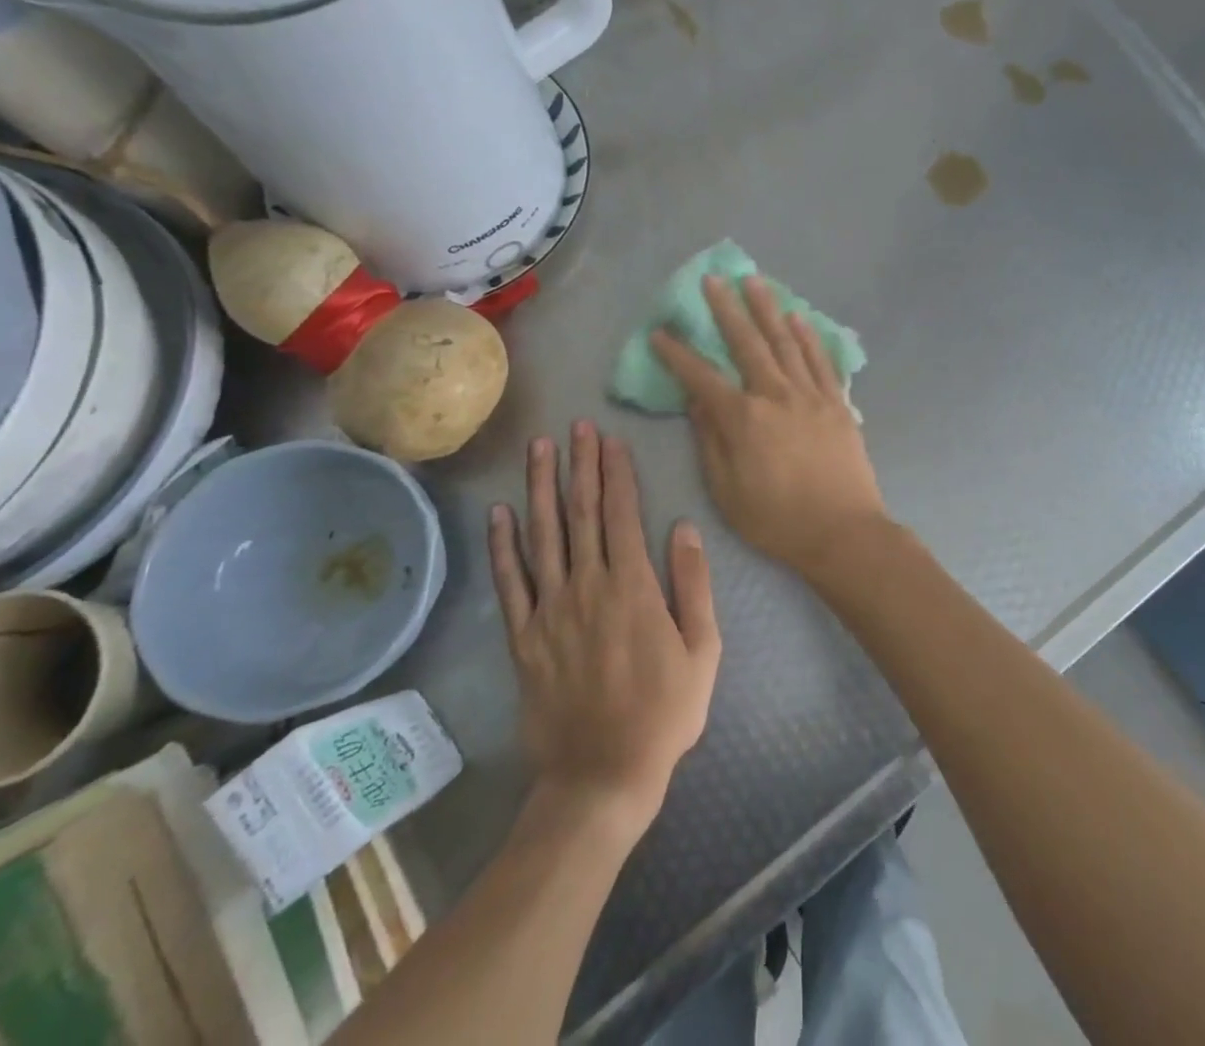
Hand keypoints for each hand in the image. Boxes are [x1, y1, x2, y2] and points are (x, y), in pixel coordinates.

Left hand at [489, 422, 720, 839]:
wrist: (602, 777)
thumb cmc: (664, 713)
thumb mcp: (703, 650)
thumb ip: (693, 584)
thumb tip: (683, 527)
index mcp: (633, 588)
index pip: (621, 514)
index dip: (616, 474)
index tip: (611, 440)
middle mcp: (587, 588)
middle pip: (581, 514)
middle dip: (580, 466)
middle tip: (577, 426)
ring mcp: (549, 611)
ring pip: (542, 537)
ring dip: (541, 488)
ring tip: (539, 449)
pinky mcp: (523, 638)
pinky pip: (510, 584)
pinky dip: (503, 546)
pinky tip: (501, 514)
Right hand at [650, 274, 889, 579]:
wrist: (843, 531)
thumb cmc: (777, 519)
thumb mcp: (727, 491)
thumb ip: (710, 442)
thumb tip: (697, 402)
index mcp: (743, 418)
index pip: (701, 377)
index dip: (677, 354)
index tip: (660, 332)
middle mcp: (776, 395)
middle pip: (747, 343)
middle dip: (726, 309)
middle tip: (713, 279)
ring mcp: (810, 394)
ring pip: (785, 341)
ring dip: (768, 309)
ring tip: (755, 281)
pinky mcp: (837, 402)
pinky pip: (820, 360)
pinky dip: (808, 336)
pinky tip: (798, 317)